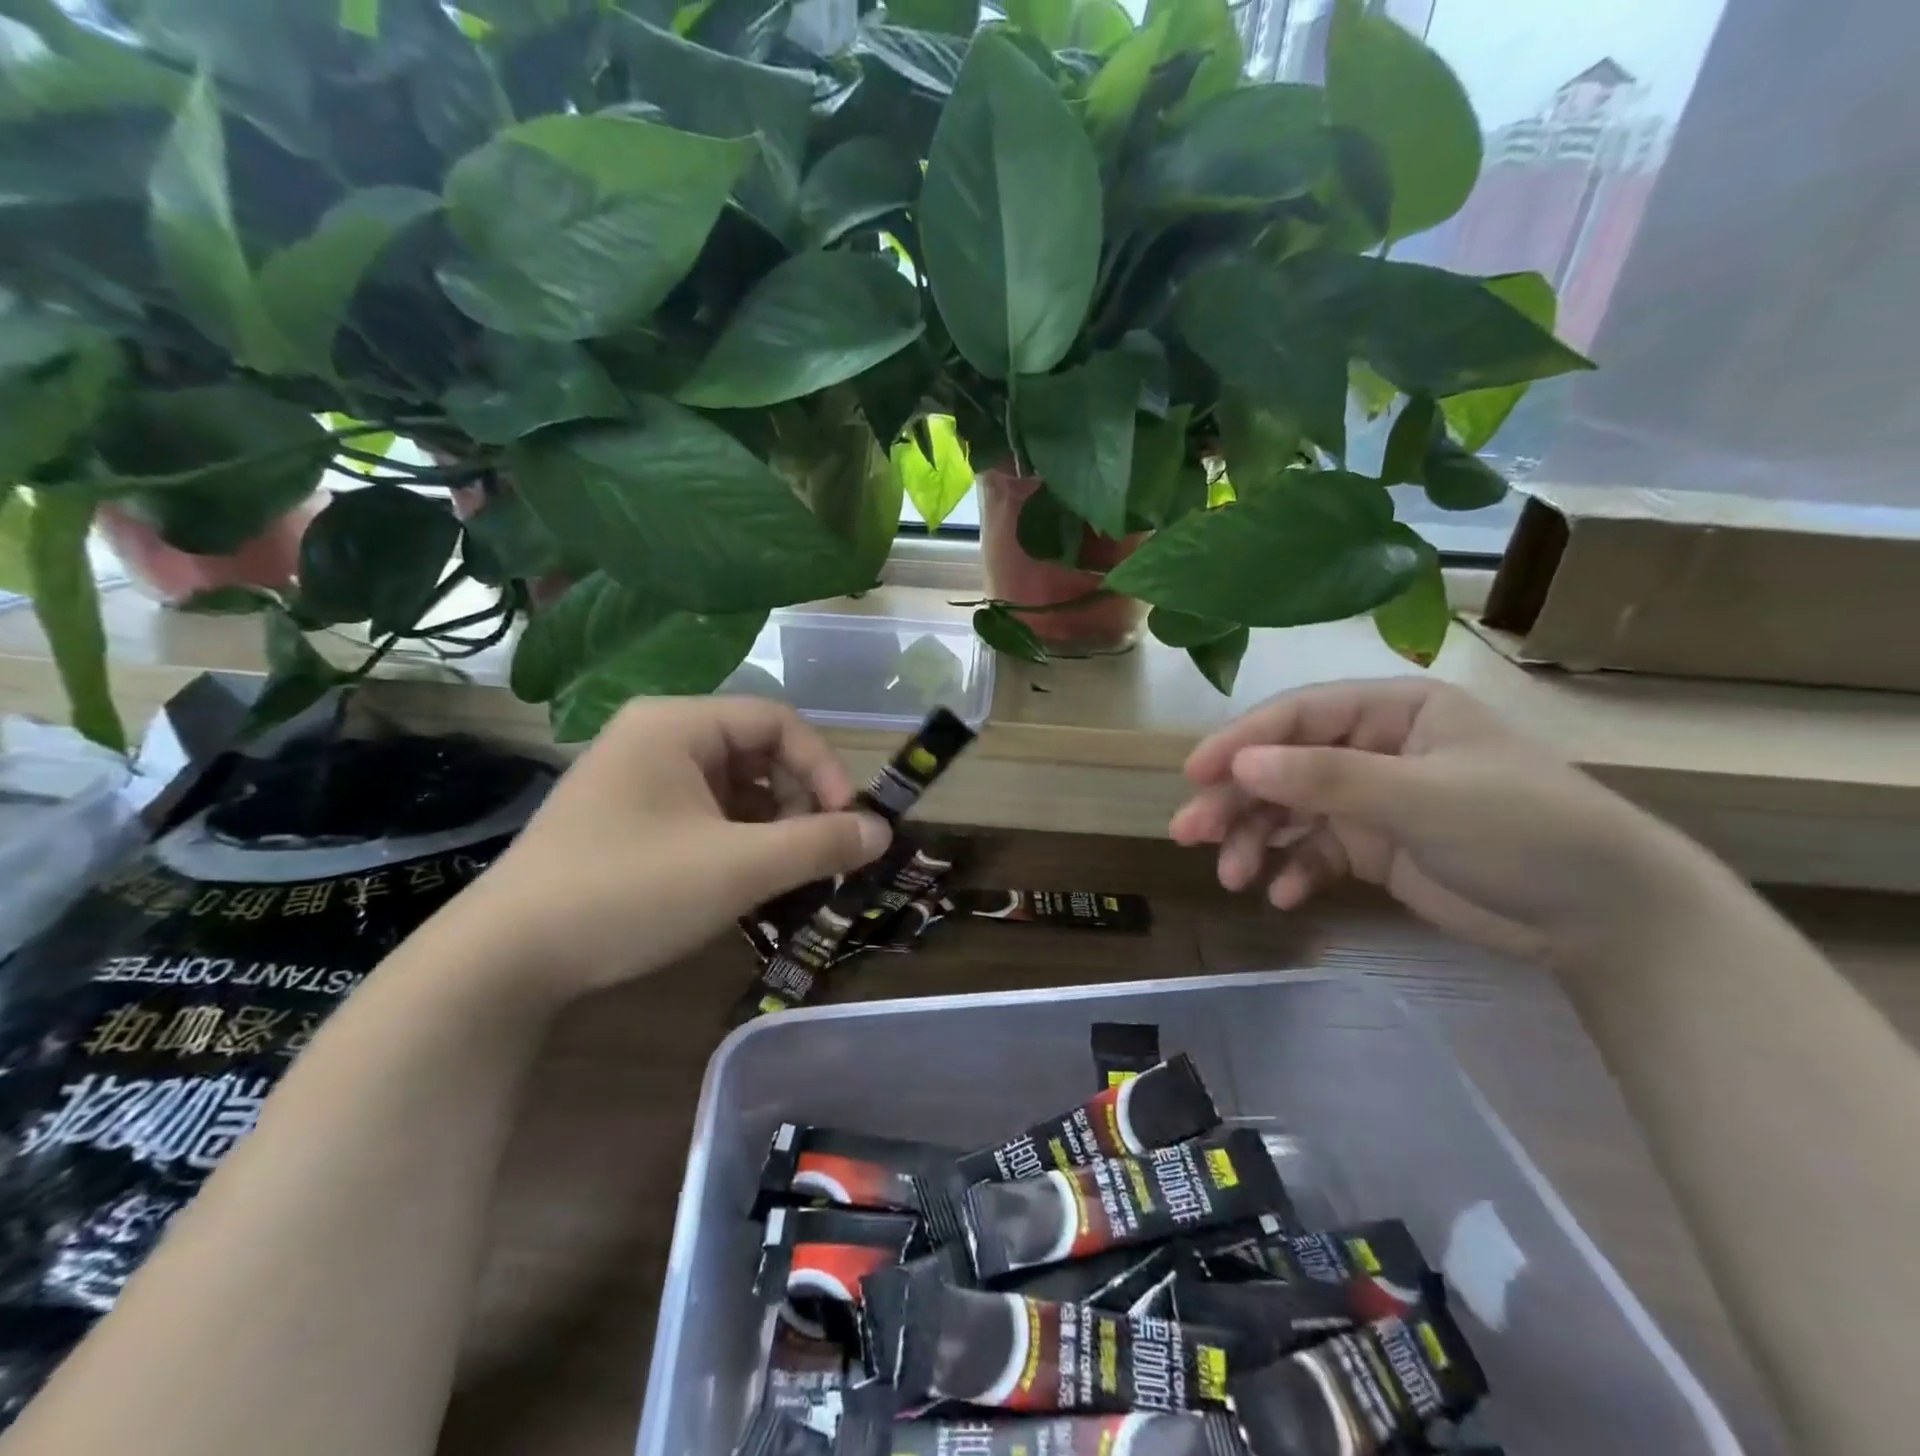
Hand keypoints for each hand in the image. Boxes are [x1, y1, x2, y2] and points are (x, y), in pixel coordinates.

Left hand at [452, 697, 890, 1000]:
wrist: (503, 962)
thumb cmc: (627, 892)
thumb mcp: (738, 868)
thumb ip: (819, 843)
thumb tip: (883, 831)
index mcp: (677, 723)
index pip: (777, 721)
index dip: (824, 767)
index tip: (849, 821)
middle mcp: (656, 737)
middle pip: (757, 752)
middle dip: (798, 800)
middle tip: (820, 852)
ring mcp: (638, 779)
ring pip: (733, 787)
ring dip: (772, 825)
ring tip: (789, 872)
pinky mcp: (629, 819)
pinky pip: (705, 814)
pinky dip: (738, 841)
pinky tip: (748, 880)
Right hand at [1169, 680, 1704, 965]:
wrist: (1607, 917)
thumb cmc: (1522, 829)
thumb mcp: (1421, 797)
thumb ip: (1326, 778)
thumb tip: (1238, 766)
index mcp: (1391, 710)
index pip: (1296, 717)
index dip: (1240, 744)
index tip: (1194, 776)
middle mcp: (1373, 747)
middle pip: (1282, 767)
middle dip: (1237, 801)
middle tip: (1190, 834)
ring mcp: (1372, 800)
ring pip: (1291, 812)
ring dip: (1257, 841)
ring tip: (1233, 878)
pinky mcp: (1375, 847)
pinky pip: (1316, 853)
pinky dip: (1295, 871)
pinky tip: (1282, 896)